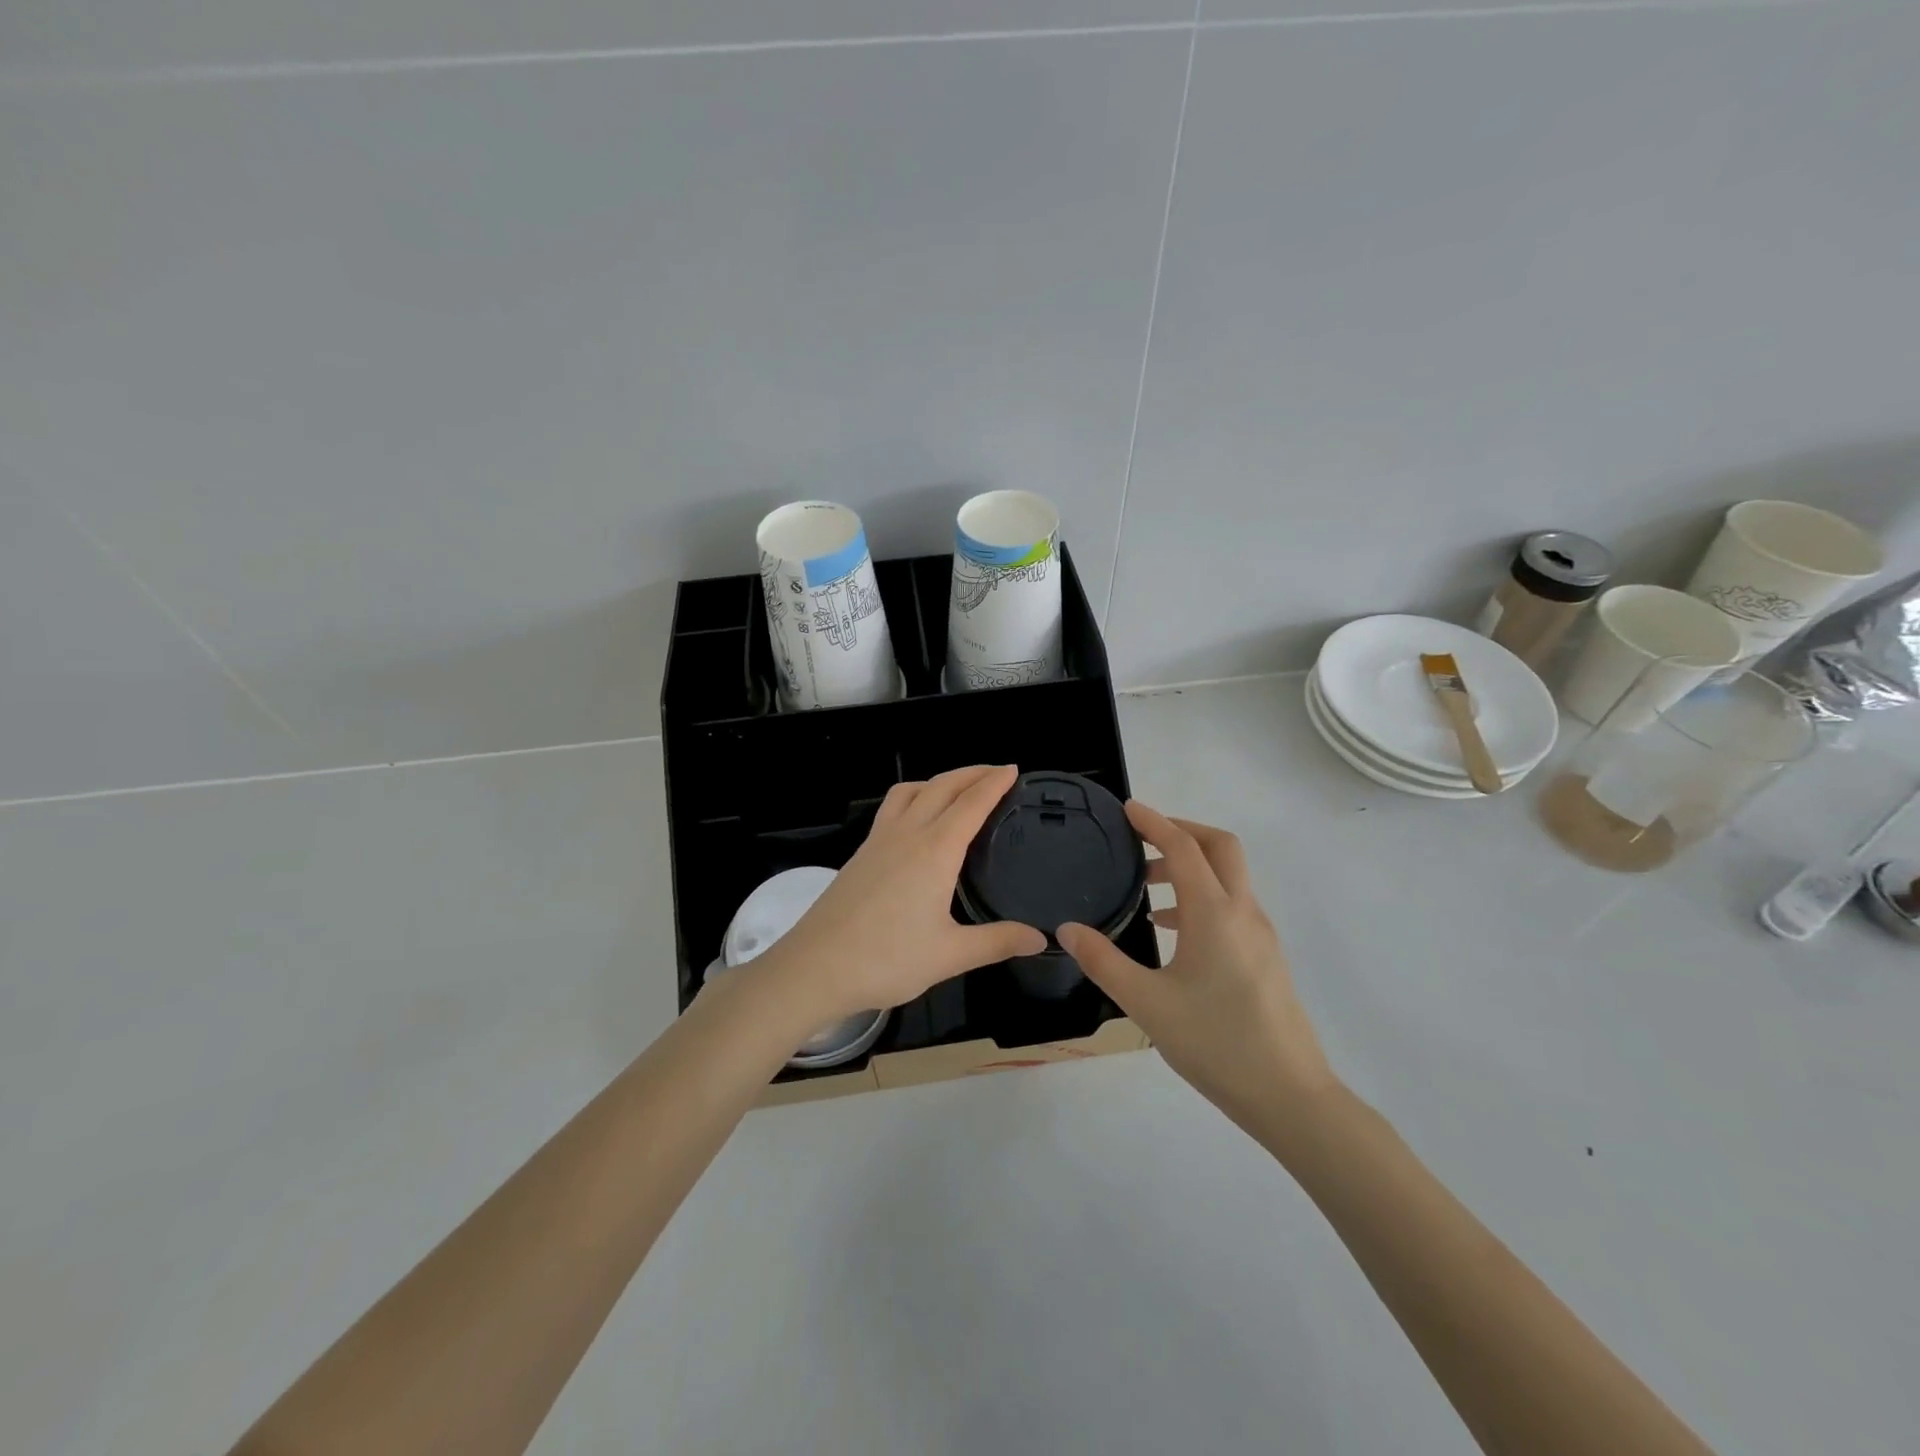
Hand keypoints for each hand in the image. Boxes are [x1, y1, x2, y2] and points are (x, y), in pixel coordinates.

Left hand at [755, 765, 1046, 1022]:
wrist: (815, 967)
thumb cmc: (886, 959)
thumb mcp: (950, 955)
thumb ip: (997, 942)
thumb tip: (1040, 939)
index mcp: (934, 851)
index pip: (971, 804)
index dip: (994, 783)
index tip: (1012, 769)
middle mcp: (907, 834)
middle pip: (941, 786)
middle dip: (971, 773)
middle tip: (995, 772)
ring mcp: (878, 841)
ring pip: (910, 791)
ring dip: (938, 780)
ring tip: (956, 789)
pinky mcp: (860, 854)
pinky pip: (891, 808)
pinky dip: (913, 797)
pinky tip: (916, 822)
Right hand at [1059, 803, 1336, 1135]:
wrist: (1290, 1096)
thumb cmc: (1215, 1044)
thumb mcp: (1146, 1003)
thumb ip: (1103, 961)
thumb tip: (1066, 929)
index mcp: (1214, 914)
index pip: (1184, 848)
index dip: (1154, 822)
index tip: (1128, 809)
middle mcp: (1243, 912)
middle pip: (1220, 847)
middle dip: (1182, 831)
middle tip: (1143, 838)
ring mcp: (1260, 934)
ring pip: (1229, 876)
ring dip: (1191, 866)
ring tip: (1148, 887)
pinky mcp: (1266, 956)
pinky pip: (1233, 904)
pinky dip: (1202, 896)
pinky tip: (1173, 931)